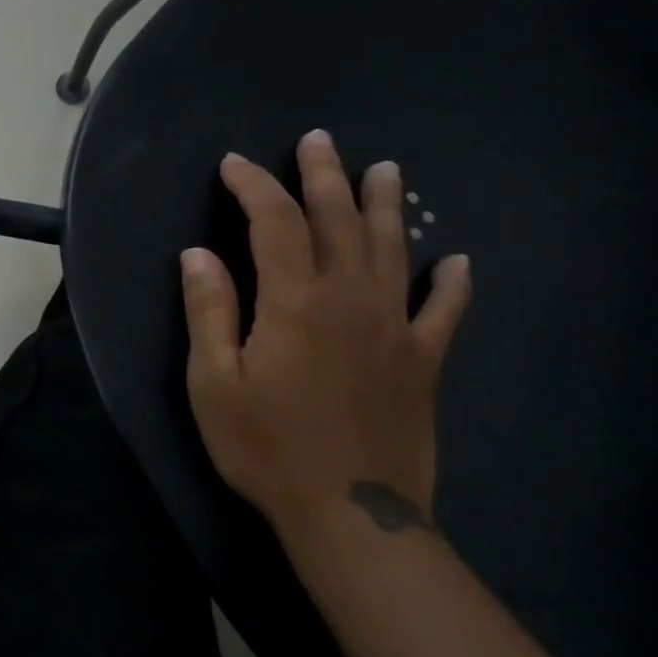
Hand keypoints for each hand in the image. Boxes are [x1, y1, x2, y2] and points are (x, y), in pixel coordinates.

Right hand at [179, 130, 470, 542]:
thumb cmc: (266, 447)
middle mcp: (351, 300)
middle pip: (339, 221)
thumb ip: (209, 311)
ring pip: (393, 250)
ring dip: (386, 206)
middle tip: (318, 140)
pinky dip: (452, 284)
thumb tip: (198, 254)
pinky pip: (444, 312)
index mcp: (295, 302)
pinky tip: (458, 262)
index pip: (275, 223)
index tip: (234, 165)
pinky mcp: (423, 362)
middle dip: (324, 176)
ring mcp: (395, 328)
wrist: (351, 516)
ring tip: (385, 169)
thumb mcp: (213, 382)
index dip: (254, 187)